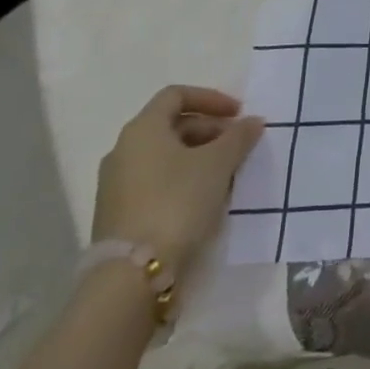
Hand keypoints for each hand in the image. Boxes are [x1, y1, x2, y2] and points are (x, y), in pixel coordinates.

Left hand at [92, 87, 264, 277]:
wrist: (132, 274)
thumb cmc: (177, 202)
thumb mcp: (218, 164)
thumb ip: (238, 137)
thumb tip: (252, 121)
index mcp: (142, 129)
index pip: (176, 95)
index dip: (211, 98)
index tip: (238, 113)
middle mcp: (123, 150)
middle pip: (172, 125)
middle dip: (210, 130)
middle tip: (239, 145)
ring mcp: (117, 183)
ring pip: (166, 155)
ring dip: (199, 156)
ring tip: (228, 173)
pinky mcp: (119, 212)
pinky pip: (157, 180)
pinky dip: (184, 178)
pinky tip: (206, 197)